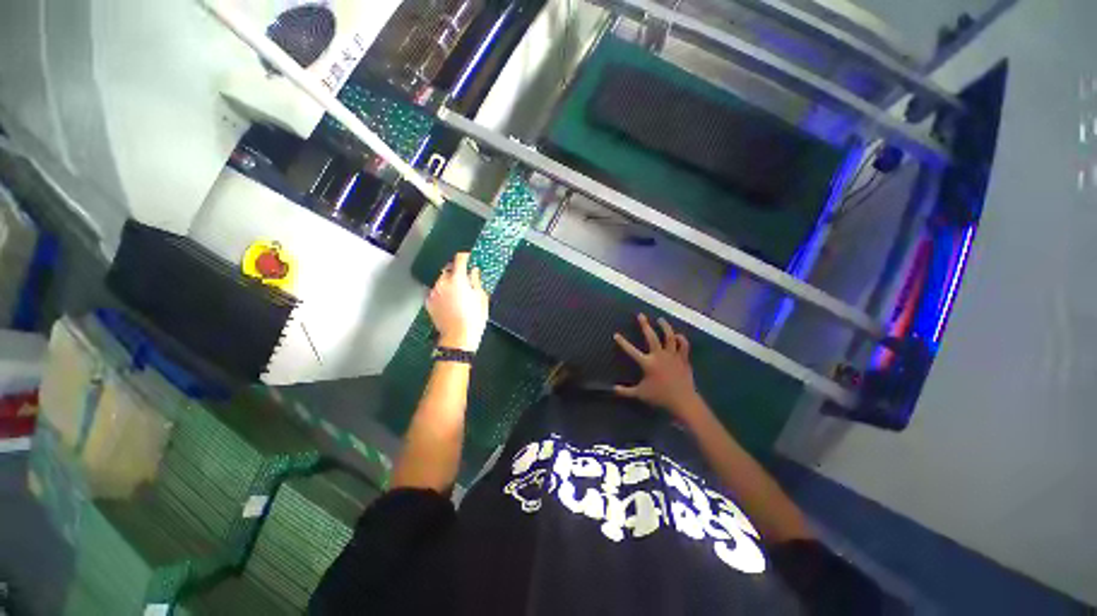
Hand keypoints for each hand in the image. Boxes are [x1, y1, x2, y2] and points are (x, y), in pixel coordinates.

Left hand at [427, 252, 489, 351]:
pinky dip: (442, 291)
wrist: (458, 338)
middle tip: (465, 277)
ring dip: (449, 281)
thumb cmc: (474, 318)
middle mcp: (442, 282)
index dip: (465, 256)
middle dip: (456, 270)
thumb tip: (473, 271)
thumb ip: (476, 281)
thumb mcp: (481, 298)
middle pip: (448, 268)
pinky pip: (436, 291)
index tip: (469, 258)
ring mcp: (434, 292)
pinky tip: (450, 300)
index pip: (459, 259)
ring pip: (441, 280)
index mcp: (458, 279)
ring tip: (458, 290)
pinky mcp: (429, 302)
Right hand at [613, 314, 701, 418]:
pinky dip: (681, 339)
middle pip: (651, 337)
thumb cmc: (660, 397)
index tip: (616, 334)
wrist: (684, 402)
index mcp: (648, 363)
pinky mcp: (683, 359)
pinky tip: (677, 335)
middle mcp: (659, 356)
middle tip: (641, 315)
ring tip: (660, 319)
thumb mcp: (640, 394)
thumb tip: (612, 389)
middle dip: (645, 325)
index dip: (622, 342)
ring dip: (665, 327)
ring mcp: (673, 356)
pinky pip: (683, 345)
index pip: (631, 351)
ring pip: (669, 337)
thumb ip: (625, 391)